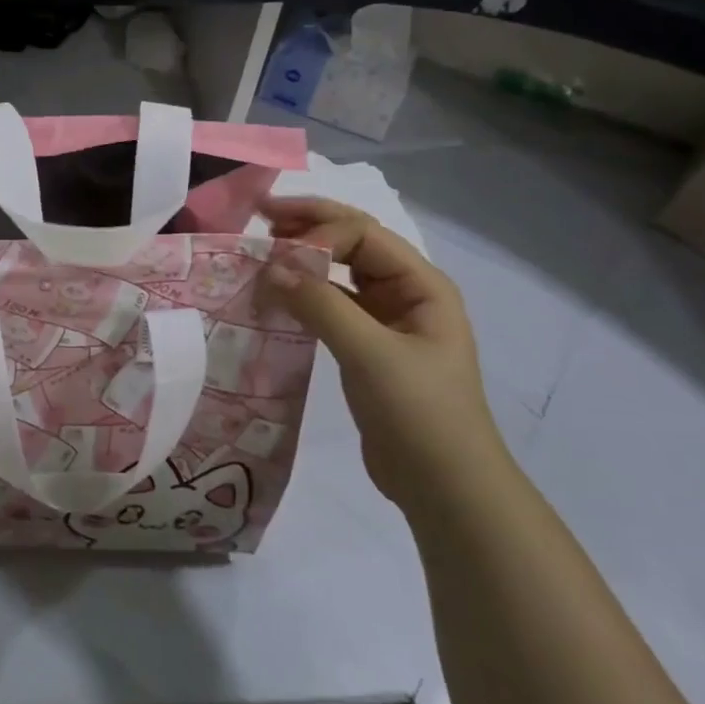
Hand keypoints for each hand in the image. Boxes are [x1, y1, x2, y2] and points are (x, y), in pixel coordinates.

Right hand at [258, 196, 509, 511]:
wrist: (445, 487)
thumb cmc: (420, 413)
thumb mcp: (371, 354)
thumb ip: (320, 305)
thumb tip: (269, 266)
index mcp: (421, 284)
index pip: (363, 234)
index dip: (317, 233)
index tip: (274, 251)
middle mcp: (405, 292)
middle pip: (353, 242)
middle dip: (309, 225)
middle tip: (260, 216)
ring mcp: (385, 319)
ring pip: (339, 272)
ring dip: (303, 257)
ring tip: (262, 249)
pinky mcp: (365, 346)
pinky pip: (330, 304)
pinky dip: (302, 293)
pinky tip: (275, 294)